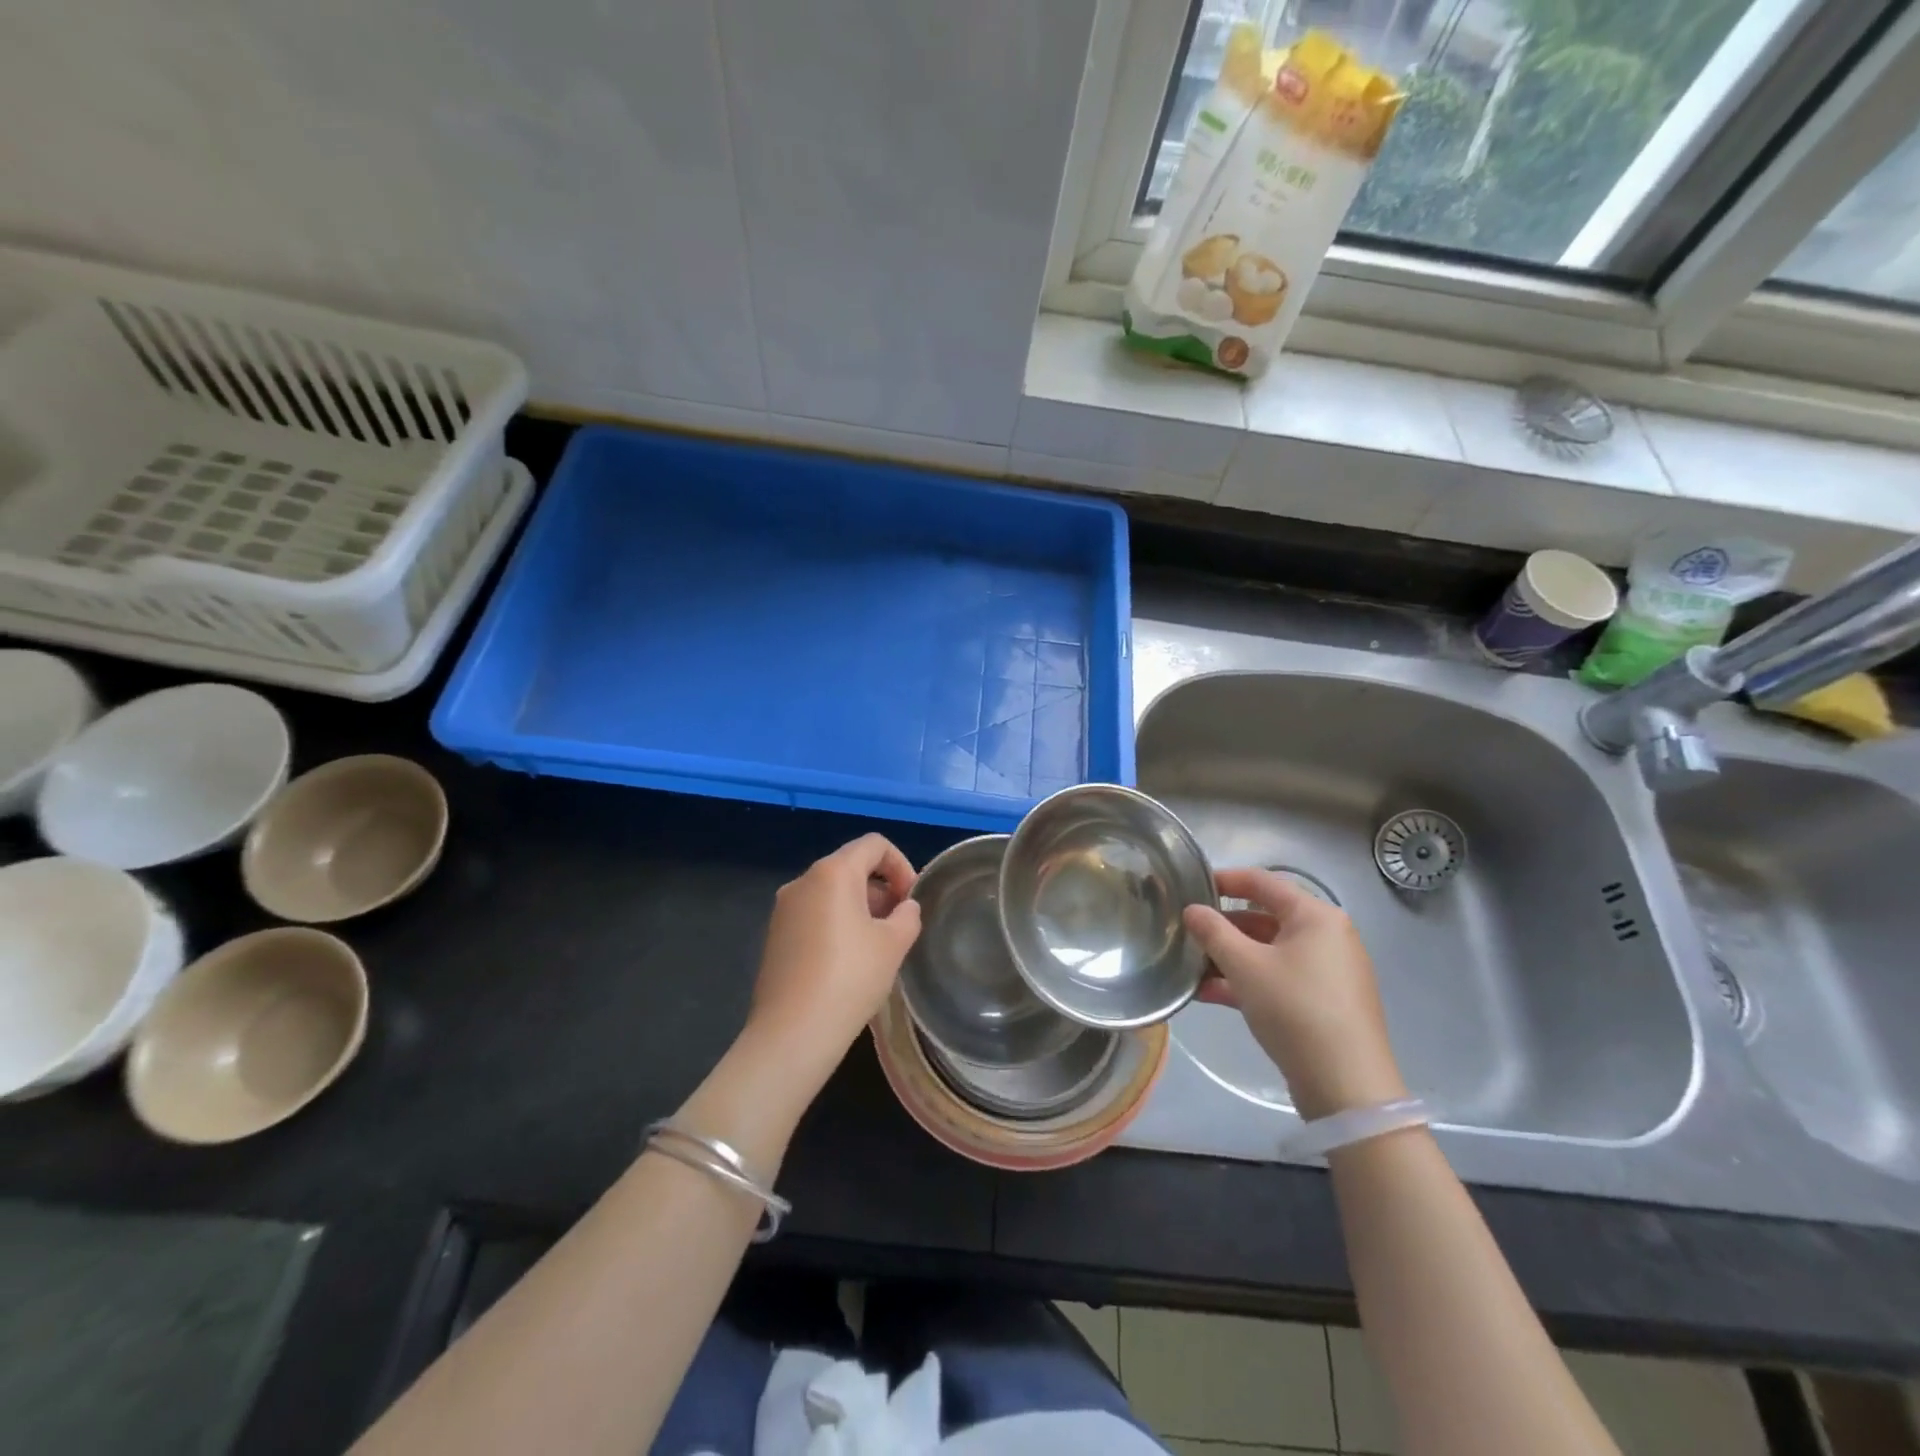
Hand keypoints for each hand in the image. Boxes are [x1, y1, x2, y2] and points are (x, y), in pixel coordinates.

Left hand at [747, 834, 922, 1083]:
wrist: (792, 1033)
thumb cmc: (850, 978)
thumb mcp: (894, 944)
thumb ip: (907, 915)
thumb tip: (904, 907)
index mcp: (832, 873)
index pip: (874, 844)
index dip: (901, 864)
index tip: (911, 899)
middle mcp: (803, 881)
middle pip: (850, 866)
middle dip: (881, 887)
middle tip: (900, 923)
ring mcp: (784, 909)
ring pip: (831, 891)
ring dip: (860, 906)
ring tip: (878, 944)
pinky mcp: (775, 935)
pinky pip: (813, 913)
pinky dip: (837, 922)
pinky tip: (849, 960)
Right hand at [1182, 868, 1406, 1121]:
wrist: (1347, 1086)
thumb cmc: (1295, 1009)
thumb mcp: (1245, 966)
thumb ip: (1213, 932)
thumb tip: (1192, 910)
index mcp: (1316, 916)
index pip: (1263, 882)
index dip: (1225, 880)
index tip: (1191, 886)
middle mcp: (1327, 936)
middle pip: (1265, 918)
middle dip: (1223, 927)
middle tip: (1187, 933)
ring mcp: (1328, 971)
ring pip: (1269, 952)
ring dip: (1230, 958)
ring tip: (1192, 969)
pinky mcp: (1324, 1002)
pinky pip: (1279, 978)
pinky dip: (1248, 981)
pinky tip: (1211, 994)